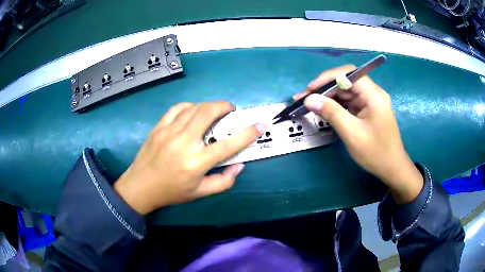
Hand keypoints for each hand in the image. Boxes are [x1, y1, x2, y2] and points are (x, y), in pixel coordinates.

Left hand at [114, 101, 265, 214]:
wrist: (140, 187)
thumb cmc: (172, 192)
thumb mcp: (200, 193)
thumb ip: (224, 182)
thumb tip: (239, 165)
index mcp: (197, 162)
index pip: (229, 144)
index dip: (248, 133)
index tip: (260, 124)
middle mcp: (184, 142)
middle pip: (208, 113)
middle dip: (225, 106)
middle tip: (231, 110)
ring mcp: (169, 132)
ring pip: (194, 107)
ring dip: (208, 105)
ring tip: (214, 111)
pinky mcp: (159, 127)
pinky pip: (177, 108)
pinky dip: (189, 106)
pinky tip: (193, 111)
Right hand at [296, 65, 422, 203]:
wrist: (392, 168)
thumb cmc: (375, 153)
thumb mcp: (352, 133)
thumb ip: (331, 113)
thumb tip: (309, 99)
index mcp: (374, 95)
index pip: (348, 75)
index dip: (327, 78)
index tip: (310, 89)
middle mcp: (373, 93)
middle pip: (346, 81)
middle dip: (325, 88)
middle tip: (305, 98)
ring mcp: (371, 101)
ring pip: (346, 91)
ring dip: (328, 96)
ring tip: (310, 104)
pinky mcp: (368, 109)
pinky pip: (349, 101)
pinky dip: (336, 104)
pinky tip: (324, 109)